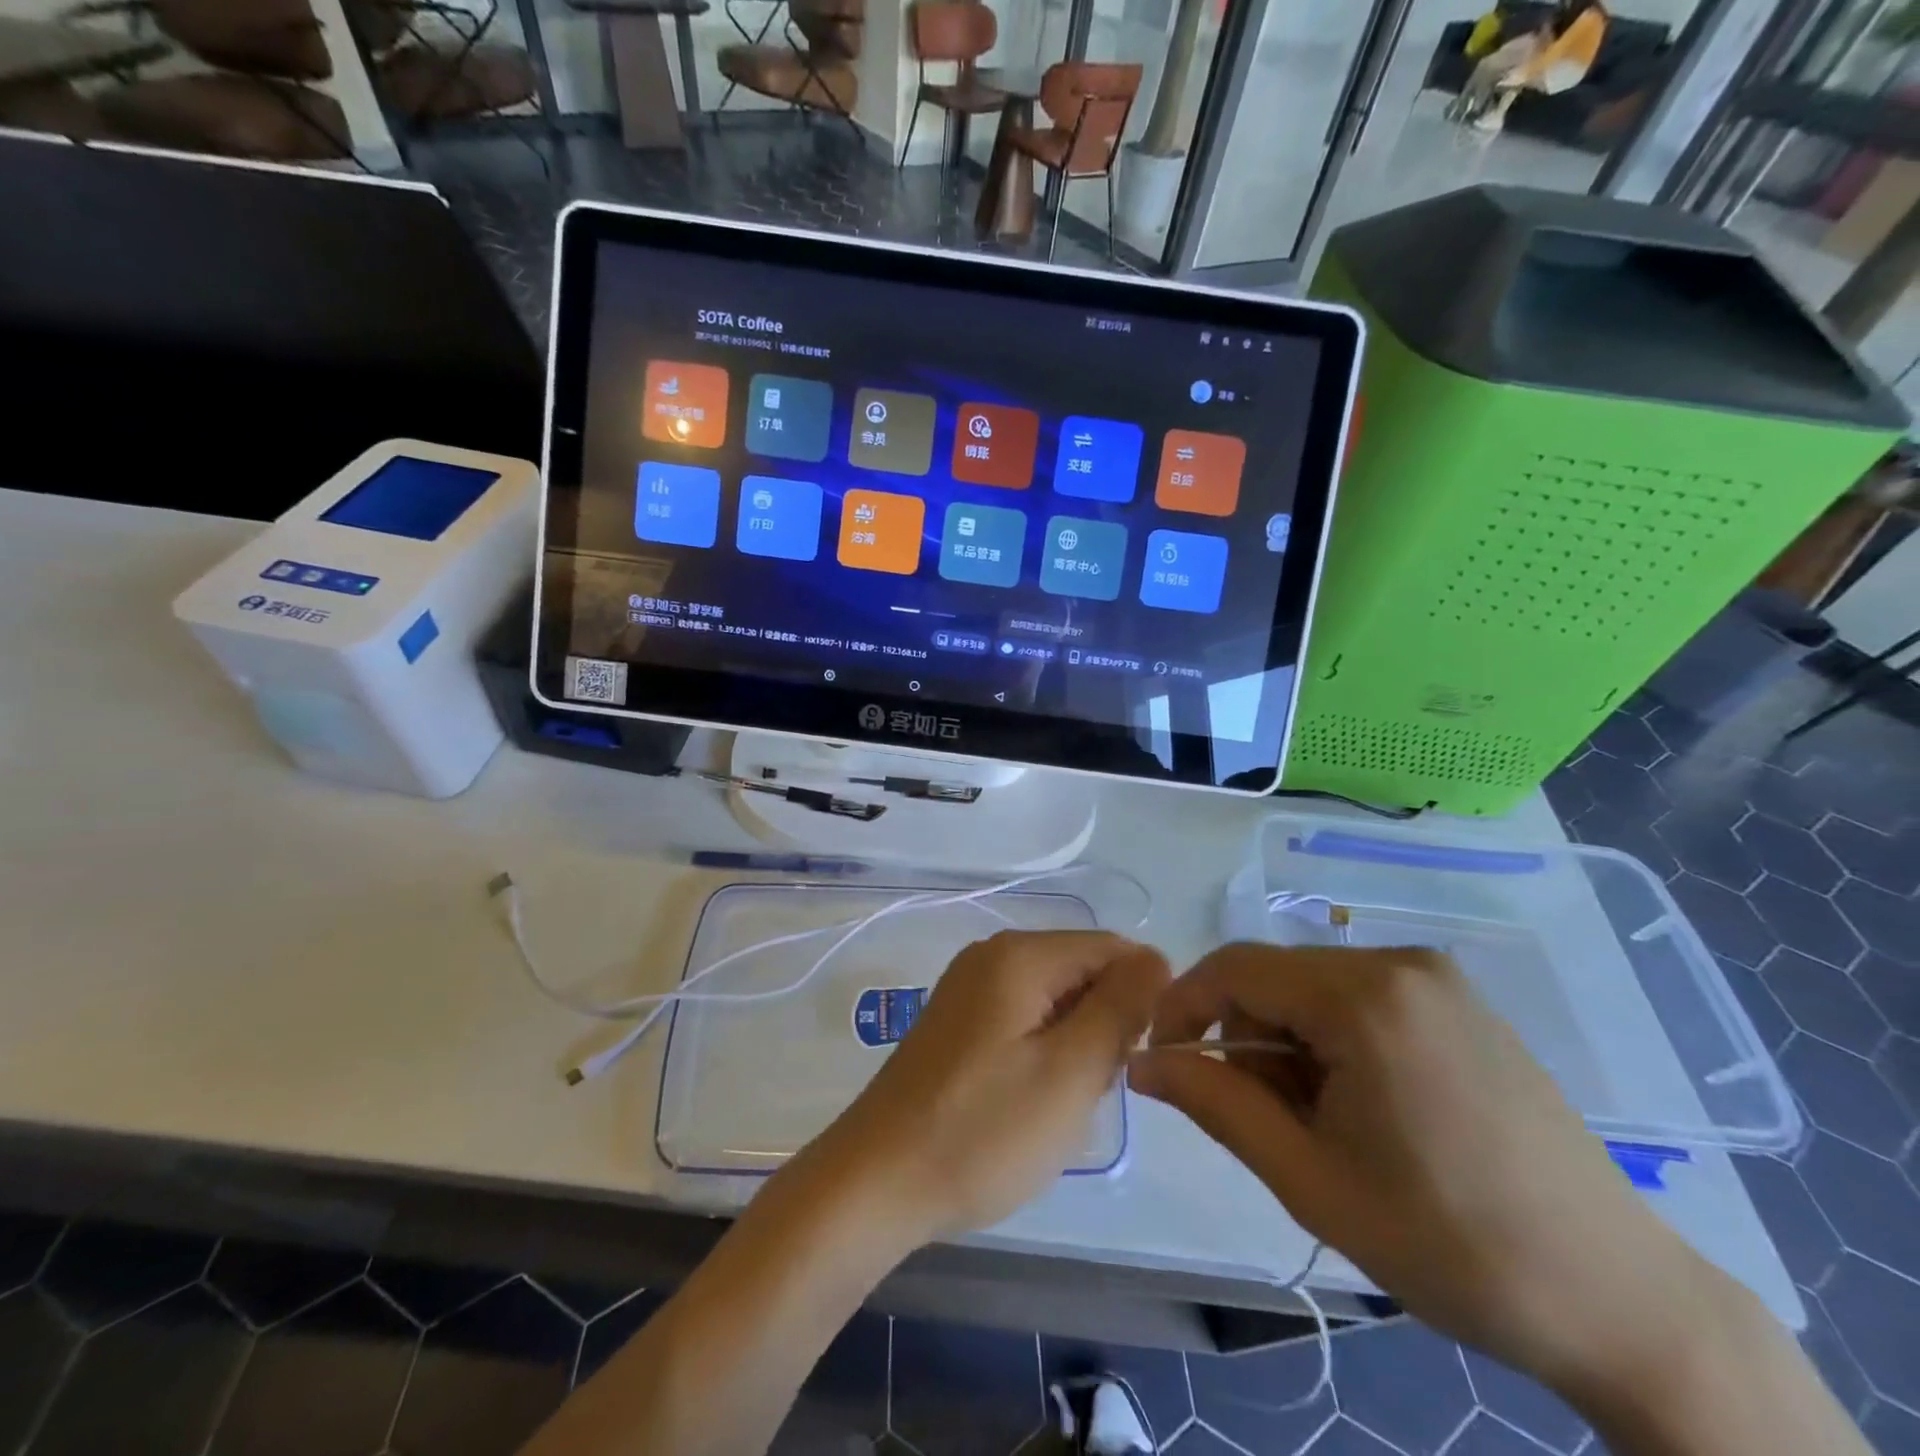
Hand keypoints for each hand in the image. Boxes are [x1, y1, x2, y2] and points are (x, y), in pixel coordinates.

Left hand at [800, 930, 1168, 1244]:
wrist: (877, 1181)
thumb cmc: (982, 1130)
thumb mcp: (1070, 1072)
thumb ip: (1119, 1007)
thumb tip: (1155, 957)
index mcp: (1019, 954)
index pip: (1111, 948)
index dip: (1141, 997)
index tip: (1137, 1058)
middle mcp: (991, 955)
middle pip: (1081, 971)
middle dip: (1103, 1025)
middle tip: (1090, 1089)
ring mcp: (968, 987)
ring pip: (1054, 1000)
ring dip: (1074, 1045)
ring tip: (1059, 1103)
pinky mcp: (956, 1022)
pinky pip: (1022, 1019)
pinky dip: (1042, 1053)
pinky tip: (1028, 1101)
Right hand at [1128, 945, 1711, 1393]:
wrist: (1618, 1299)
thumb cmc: (1449, 1242)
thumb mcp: (1308, 1178)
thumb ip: (1214, 1103)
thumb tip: (1143, 1063)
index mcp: (1363, 997)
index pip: (1234, 967)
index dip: (1184, 1006)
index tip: (1165, 1060)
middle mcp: (1400, 963)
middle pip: (1276, 977)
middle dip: (1245, 1035)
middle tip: (1258, 1116)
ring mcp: (1438, 978)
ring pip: (1314, 987)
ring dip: (1289, 1041)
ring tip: (1318, 1121)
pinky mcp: (1460, 1001)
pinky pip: (1361, 996)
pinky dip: (1334, 1037)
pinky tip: (1363, 1104)